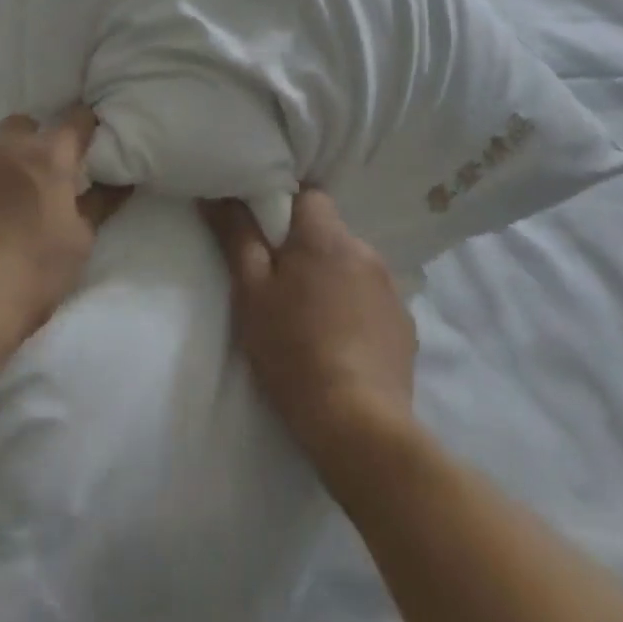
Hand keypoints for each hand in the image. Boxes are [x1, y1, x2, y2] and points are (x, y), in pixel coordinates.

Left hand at [0, 110, 130, 353]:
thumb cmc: (26, 278)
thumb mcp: (77, 247)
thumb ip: (97, 206)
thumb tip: (119, 181)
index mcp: (47, 157)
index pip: (76, 121)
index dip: (84, 127)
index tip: (86, 138)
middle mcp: (1, 145)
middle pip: (21, 126)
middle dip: (28, 144)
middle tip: (28, 182)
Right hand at [202, 189, 416, 467]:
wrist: (359, 427)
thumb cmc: (293, 350)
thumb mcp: (251, 292)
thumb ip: (235, 236)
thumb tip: (216, 194)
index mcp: (327, 236)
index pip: (309, 196)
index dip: (285, 208)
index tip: (266, 235)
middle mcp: (365, 251)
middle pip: (330, 233)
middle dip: (306, 249)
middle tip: (280, 283)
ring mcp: (391, 290)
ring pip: (352, 267)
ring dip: (332, 279)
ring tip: (310, 318)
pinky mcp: (406, 328)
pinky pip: (373, 301)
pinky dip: (356, 310)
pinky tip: (340, 343)